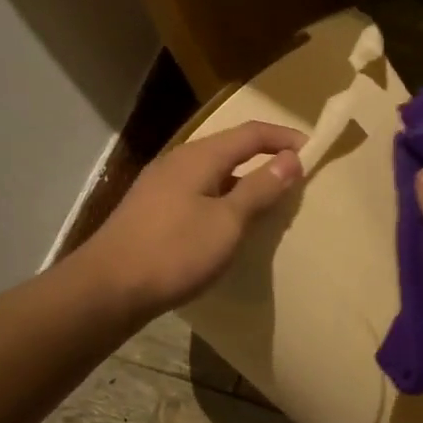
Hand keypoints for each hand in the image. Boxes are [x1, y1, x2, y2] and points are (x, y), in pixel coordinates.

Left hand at [77, 120, 304, 323]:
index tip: (314, 151)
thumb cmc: (174, 252)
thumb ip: (260, 189)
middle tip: (295, 181)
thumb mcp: (227, 222)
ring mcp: (160, 186)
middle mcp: (178, 162)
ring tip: (268, 206)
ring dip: (243, 183)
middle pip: (230, 150)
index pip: (251, 133)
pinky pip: (198, 194)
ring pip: (213, 174)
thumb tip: (291, 158)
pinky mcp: (151, 211)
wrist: (107, 289)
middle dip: (265, 160)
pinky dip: (222, 201)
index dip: (284, 138)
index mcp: (199, 157)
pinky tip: (227, 226)